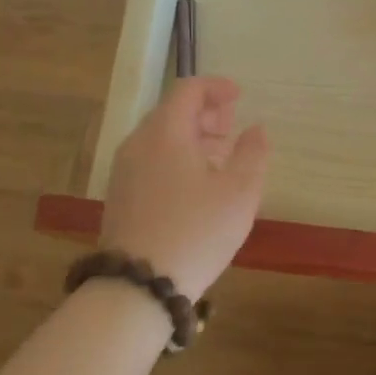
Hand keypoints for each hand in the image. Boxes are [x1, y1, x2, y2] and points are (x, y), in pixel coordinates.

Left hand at [98, 76, 269, 301]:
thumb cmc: (196, 231)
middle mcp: (138, 143)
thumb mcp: (239, 192)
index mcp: (165, 132)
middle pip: (171, 112)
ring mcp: (124, 171)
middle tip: (231, 126)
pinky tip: (195, 185)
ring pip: (159, 138)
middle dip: (204, 113)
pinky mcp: (120, 197)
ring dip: (190, 137)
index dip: (216, 87)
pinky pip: (150, 160)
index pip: (188, 90)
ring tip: (219, 157)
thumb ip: (252, 153)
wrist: (138, 286)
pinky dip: (175, 158)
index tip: (239, 96)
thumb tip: (256, 129)